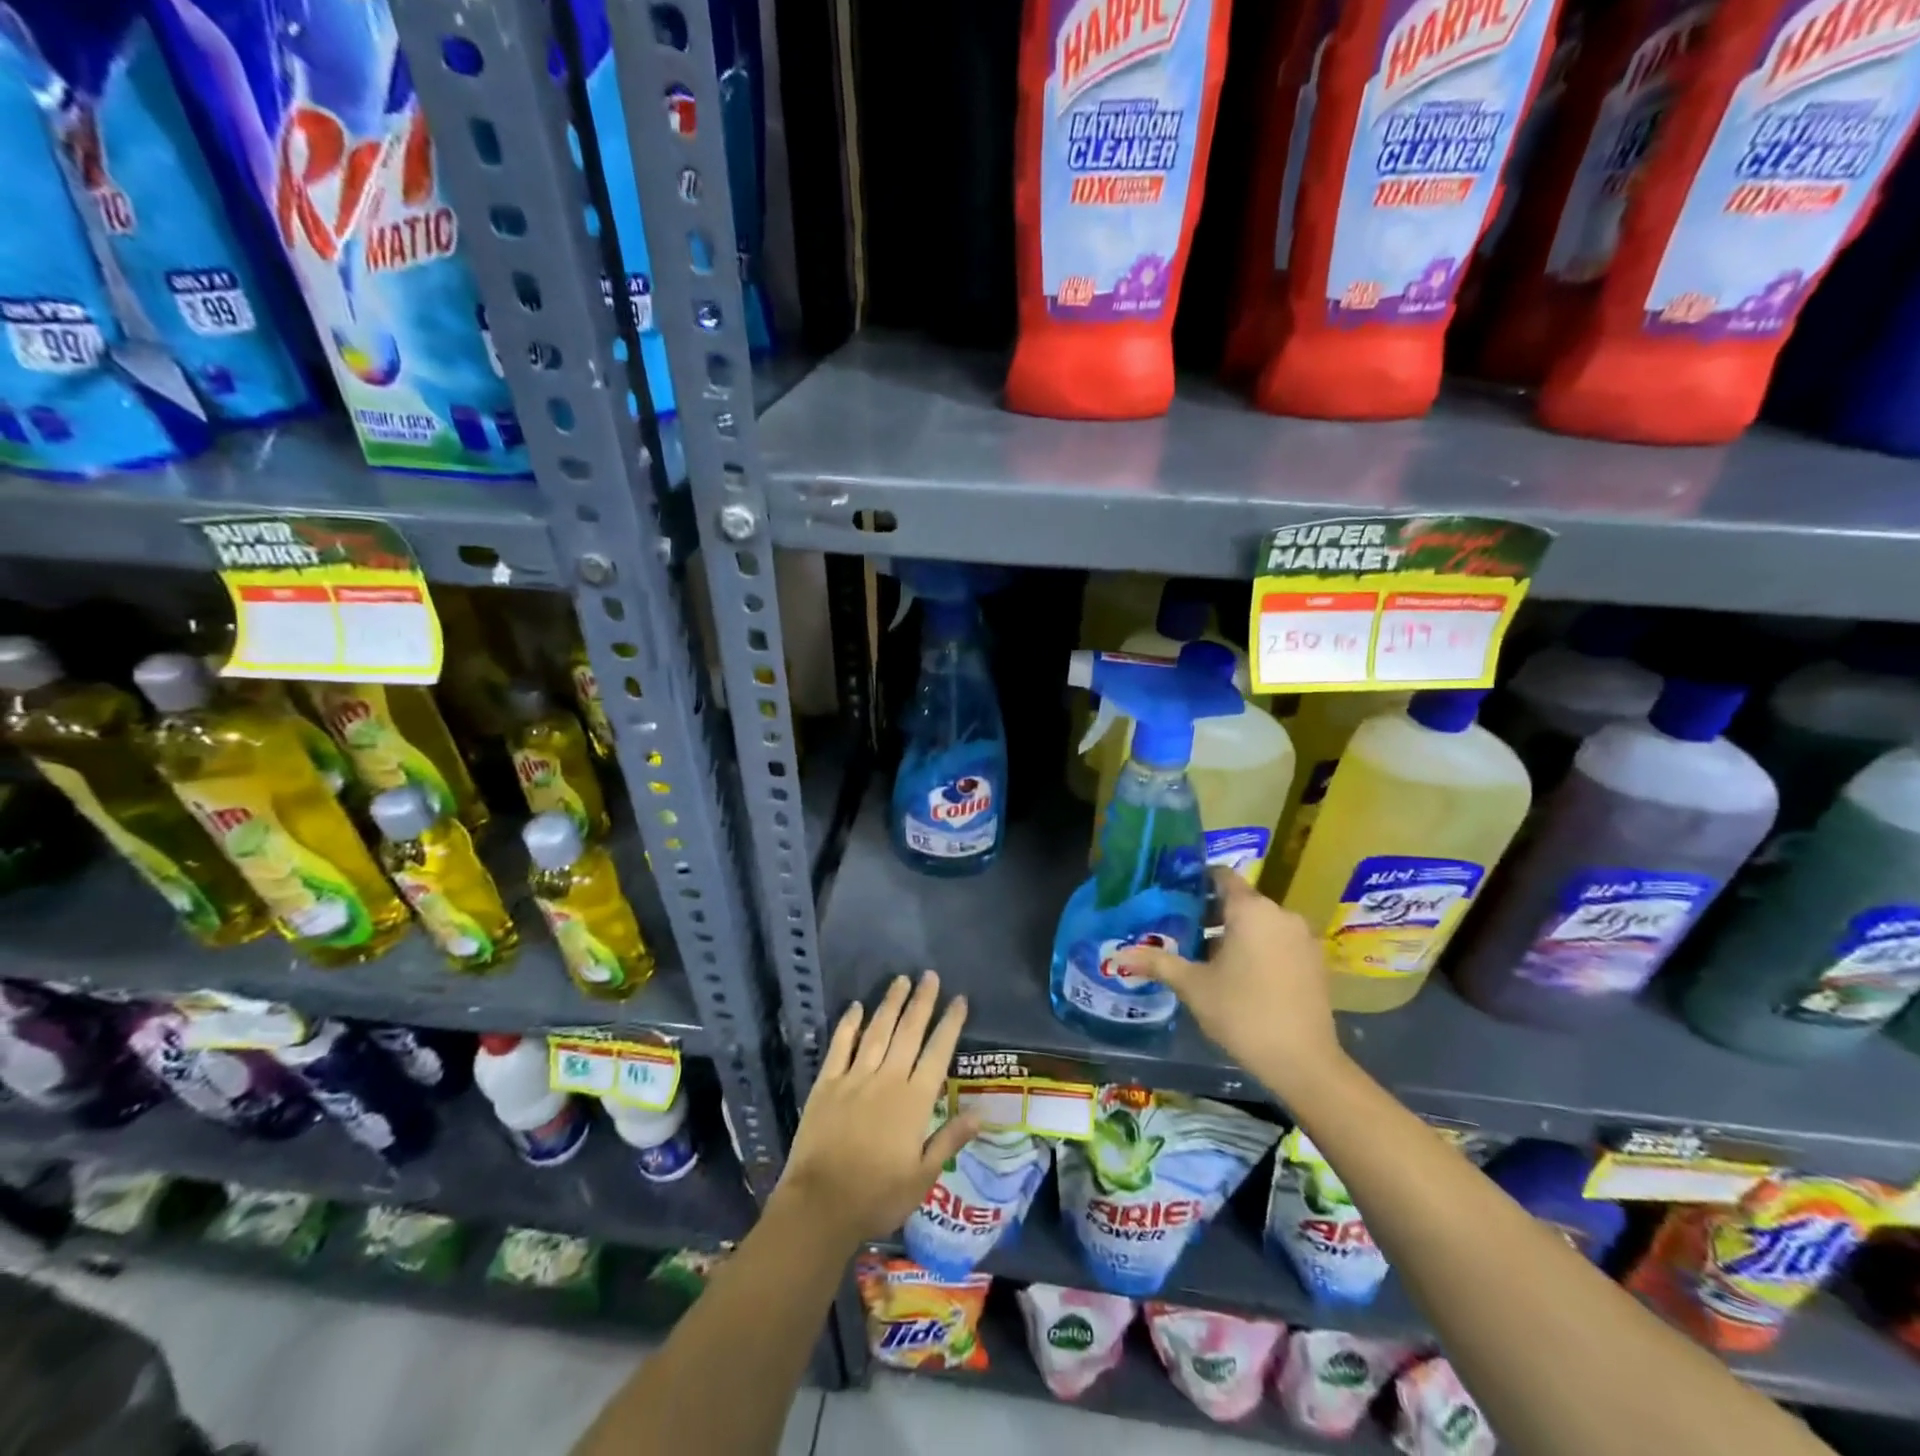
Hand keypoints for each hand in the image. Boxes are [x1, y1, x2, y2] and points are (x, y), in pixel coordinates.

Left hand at [775, 972, 979, 1246]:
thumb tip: (981, 1113)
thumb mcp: (922, 1177)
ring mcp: (855, 1078)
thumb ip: (949, 1140)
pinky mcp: (827, 1084)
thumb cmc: (877, 1196)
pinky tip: (856, 1006)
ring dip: (890, 1003)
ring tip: (901, 979)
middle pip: (908, 1032)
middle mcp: (887, 1080)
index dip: (950, 1024)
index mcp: (914, 1101)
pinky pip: (840, 1046)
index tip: (959, 999)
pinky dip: (849, 1024)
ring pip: (877, 1031)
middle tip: (930, 975)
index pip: (937, 1053)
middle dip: (922, 1002)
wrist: (821, 1205)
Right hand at [1118, 868, 1340, 1091]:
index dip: (1198, 881)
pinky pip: (1280, 942)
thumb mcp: (1193, 986)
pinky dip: (1260, 949)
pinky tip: (1242, 976)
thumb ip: (1158, 963)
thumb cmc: (1242, 1013)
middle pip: (1241, 901)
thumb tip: (1120, 955)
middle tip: (1183, 931)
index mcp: (1251, 910)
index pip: (1222, 876)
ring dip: (1237, 933)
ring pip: (1262, 923)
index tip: (1176, 894)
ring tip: (1208, 958)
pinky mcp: (1316, 962)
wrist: (1304, 1062)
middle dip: (1212, 913)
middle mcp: (1281, 914)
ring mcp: (1303, 938)